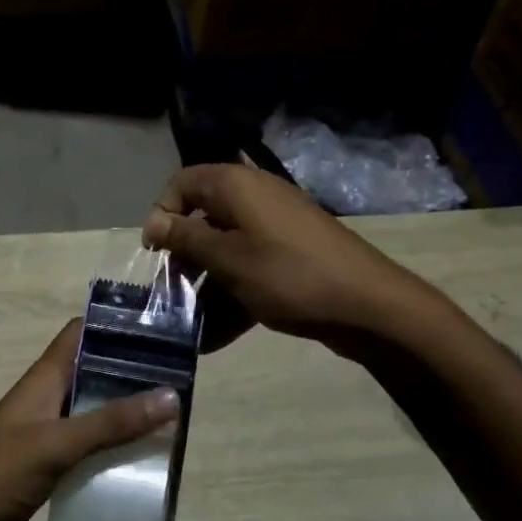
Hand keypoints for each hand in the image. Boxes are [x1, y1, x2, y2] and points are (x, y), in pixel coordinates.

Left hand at [0, 320, 178, 520]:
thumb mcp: (55, 444)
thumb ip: (111, 422)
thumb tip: (172, 396)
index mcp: (43, 380)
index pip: (81, 334)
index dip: (116, 326)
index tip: (161, 329)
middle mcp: (48, 400)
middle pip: (95, 374)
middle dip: (133, 375)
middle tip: (182, 381)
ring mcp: (46, 436)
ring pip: (94, 414)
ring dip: (127, 416)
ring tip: (175, 420)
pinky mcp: (48, 469)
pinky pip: (89, 451)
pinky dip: (114, 451)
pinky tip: (143, 463)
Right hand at [143, 163, 423, 350]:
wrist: (368, 305)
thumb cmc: (288, 275)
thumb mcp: (228, 259)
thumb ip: (186, 238)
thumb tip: (152, 222)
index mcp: (236, 186)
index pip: (183, 183)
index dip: (163, 214)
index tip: (156, 253)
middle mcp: (254, 197)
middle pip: (203, 218)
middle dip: (183, 257)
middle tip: (171, 293)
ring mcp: (275, 227)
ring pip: (225, 248)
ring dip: (205, 284)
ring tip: (191, 324)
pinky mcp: (290, 254)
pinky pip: (249, 268)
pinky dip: (232, 295)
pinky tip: (216, 337)